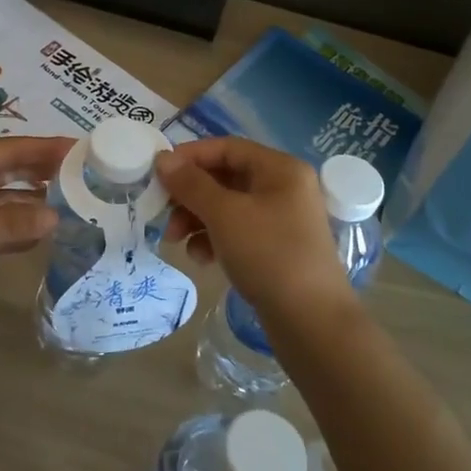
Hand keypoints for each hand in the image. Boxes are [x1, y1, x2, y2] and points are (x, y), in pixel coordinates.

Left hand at [0, 136, 75, 300]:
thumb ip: (10, 223)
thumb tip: (56, 218)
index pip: (11, 150)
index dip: (45, 148)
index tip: (80, 148)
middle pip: (8, 170)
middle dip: (42, 172)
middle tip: (82, 174)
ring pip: (0, 199)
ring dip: (30, 202)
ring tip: (69, 203)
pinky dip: (13, 229)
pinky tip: (39, 235)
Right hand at [156, 137, 350, 315]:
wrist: (312, 322)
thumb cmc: (269, 255)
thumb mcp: (224, 215)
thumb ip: (191, 184)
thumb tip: (163, 159)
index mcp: (280, 169)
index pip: (227, 147)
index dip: (190, 156)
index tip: (158, 173)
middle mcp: (284, 187)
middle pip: (225, 178)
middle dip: (190, 195)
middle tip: (162, 214)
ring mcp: (282, 219)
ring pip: (227, 207)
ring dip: (197, 219)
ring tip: (175, 242)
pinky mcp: (277, 248)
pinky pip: (237, 232)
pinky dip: (215, 239)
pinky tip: (202, 259)